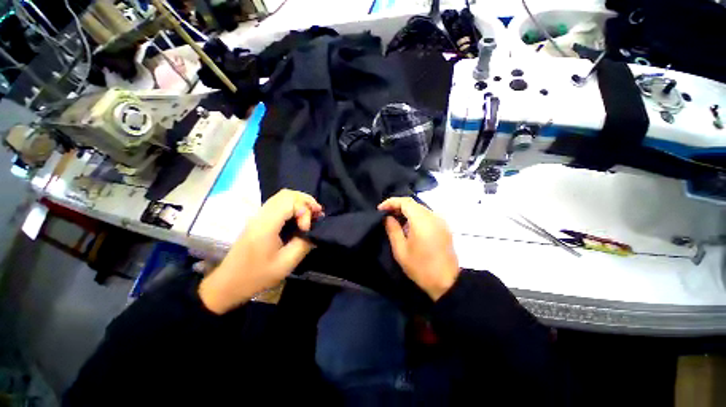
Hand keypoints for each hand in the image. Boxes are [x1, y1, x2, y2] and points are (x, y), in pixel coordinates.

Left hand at [199, 189, 322, 313]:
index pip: (289, 201)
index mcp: (266, 225)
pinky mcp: (259, 220)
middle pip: (286, 194)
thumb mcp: (285, 264)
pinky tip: (300, 218)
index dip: (304, 211)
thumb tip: (314, 232)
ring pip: (282, 197)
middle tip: (318, 213)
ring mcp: (258, 216)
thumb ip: (303, 244)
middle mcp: (261, 215)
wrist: (228, 284)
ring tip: (312, 214)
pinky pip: (279, 205)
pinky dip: (293, 207)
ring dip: (300, 203)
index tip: (306, 229)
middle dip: (306, 201)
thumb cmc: (256, 276)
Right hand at [379, 197, 459, 300]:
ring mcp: (441, 221)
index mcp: (422, 221)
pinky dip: (415, 216)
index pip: (405, 202)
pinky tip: (408, 225)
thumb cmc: (421, 267)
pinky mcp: (444, 227)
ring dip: (406, 211)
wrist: (447, 282)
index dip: (391, 202)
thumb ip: (393, 230)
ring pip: (420, 208)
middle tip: (385, 214)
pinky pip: (427, 215)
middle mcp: (433, 216)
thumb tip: (388, 217)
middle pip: (413, 203)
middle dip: (397, 206)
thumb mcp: (401, 250)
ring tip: (394, 219)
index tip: (380, 209)